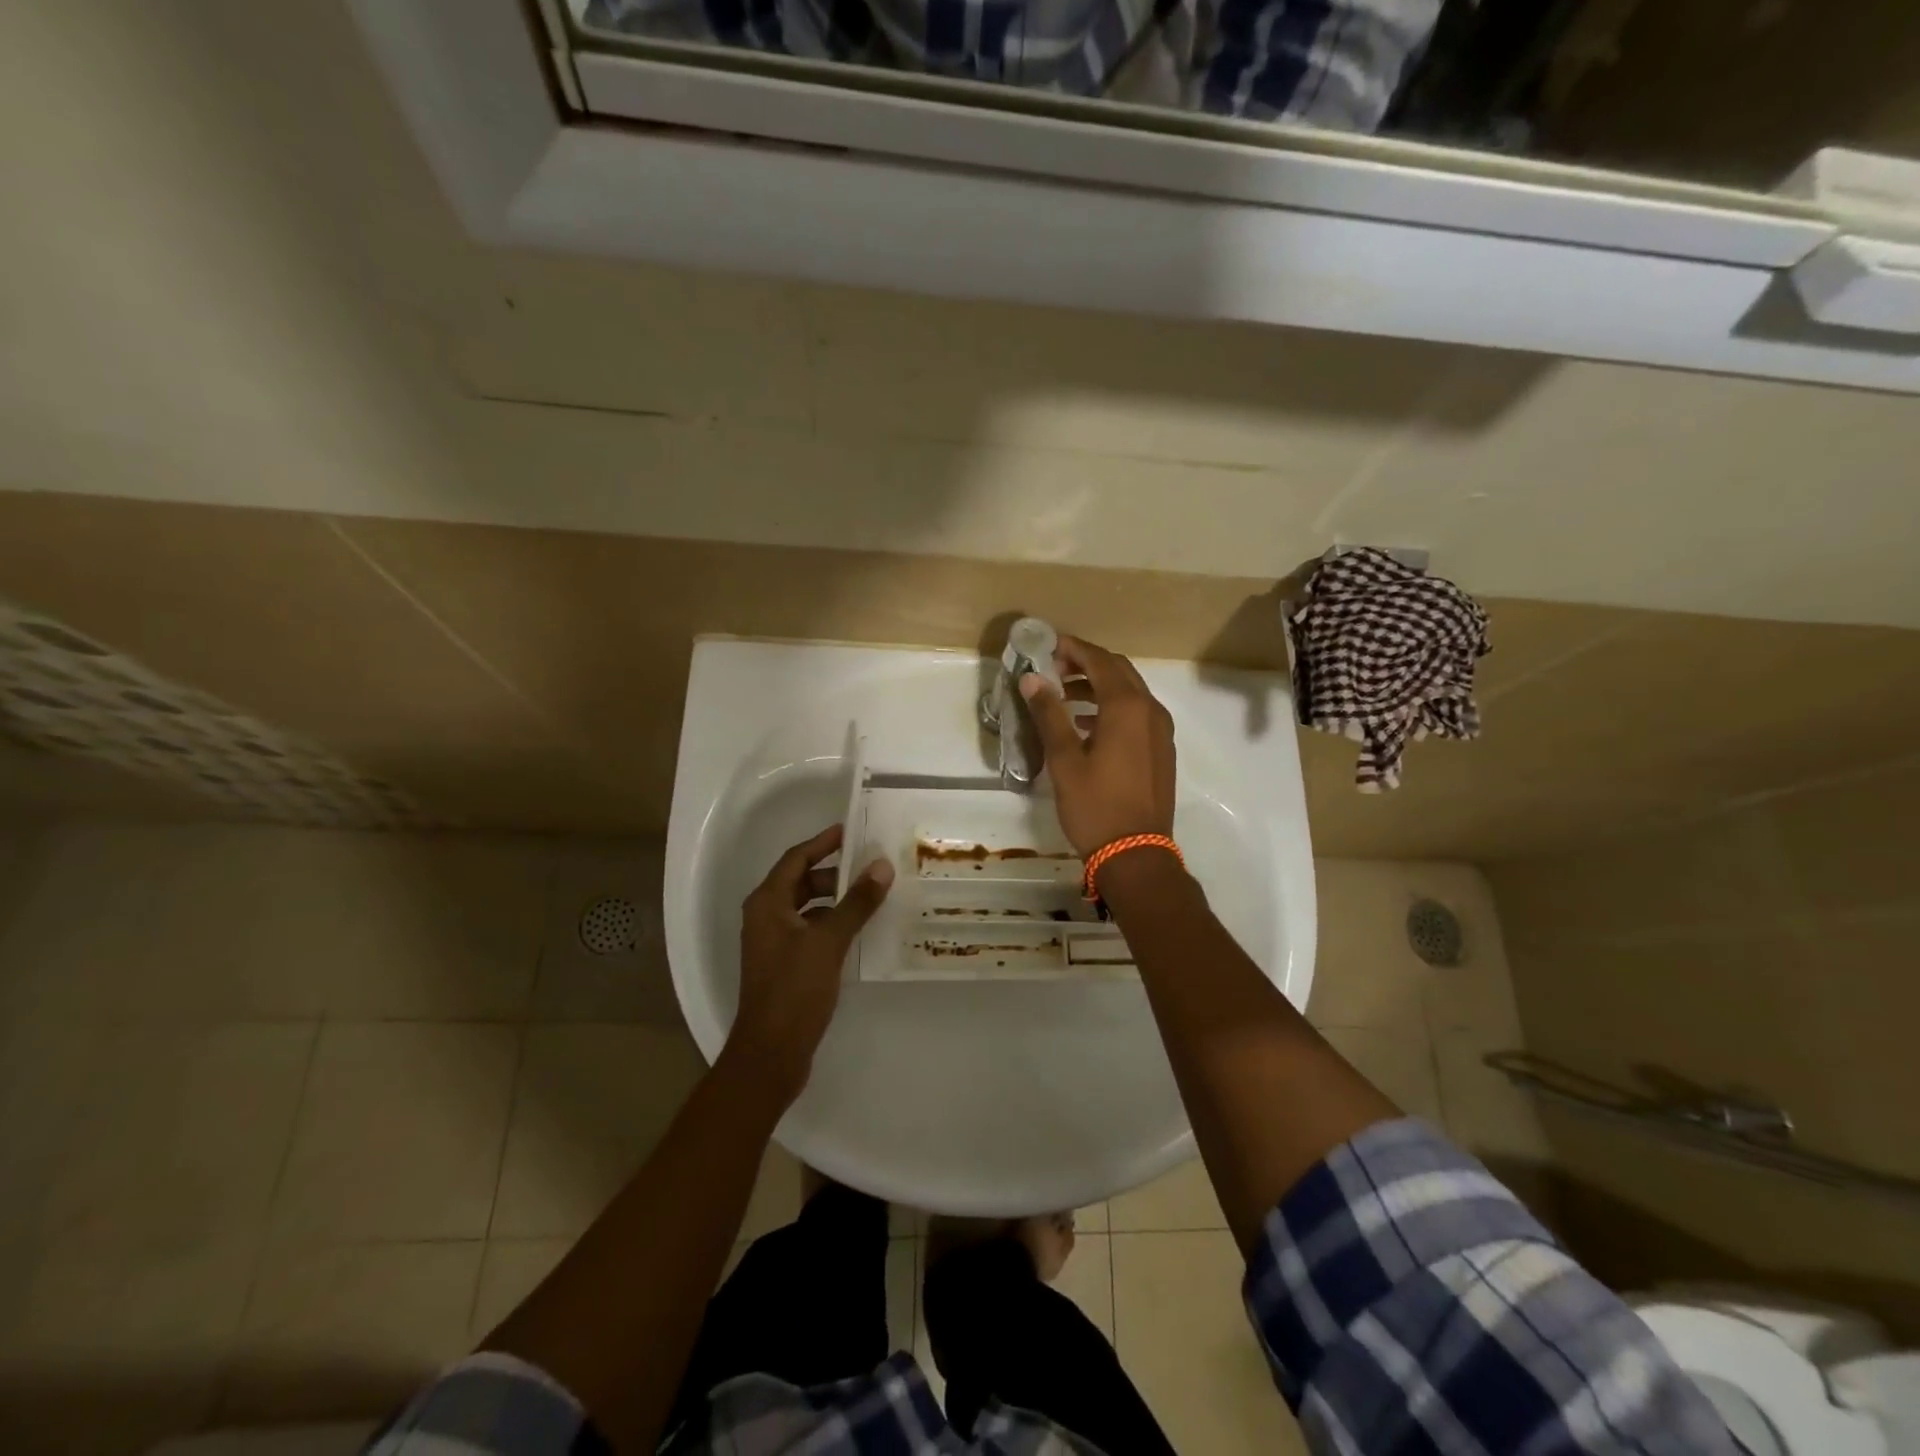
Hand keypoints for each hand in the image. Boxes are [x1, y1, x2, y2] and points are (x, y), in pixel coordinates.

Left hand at [730, 824, 892, 1099]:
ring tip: (872, 895)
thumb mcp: (828, 941)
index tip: (851, 831)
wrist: (771, 1054)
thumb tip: (881, 866)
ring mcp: (775, 944)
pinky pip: (812, 932)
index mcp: (767, 903)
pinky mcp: (786, 966)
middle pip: (802, 882)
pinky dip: (834, 924)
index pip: (796, 859)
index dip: (823, 843)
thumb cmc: (794, 990)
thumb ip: (856, 903)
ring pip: (809, 909)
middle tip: (871, 866)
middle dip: (835, 872)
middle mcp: (766, 918)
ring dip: (837, 900)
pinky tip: (861, 931)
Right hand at [1019, 635, 1175, 859]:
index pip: (1100, 660)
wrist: (1136, 854)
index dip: (1073, 649)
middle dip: (1087, 663)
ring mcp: (1160, 731)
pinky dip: (1113, 707)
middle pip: (1119, 671)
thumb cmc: (1095, 806)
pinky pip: (1138, 714)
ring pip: (1130, 692)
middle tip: (1054, 669)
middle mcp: (1150, 710)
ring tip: (1065, 696)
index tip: (1048, 646)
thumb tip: (1031, 679)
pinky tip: (1087, 725)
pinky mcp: (1162, 750)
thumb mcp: (1064, 759)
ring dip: (1099, 686)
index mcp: (1127, 707)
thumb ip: (1049, 714)